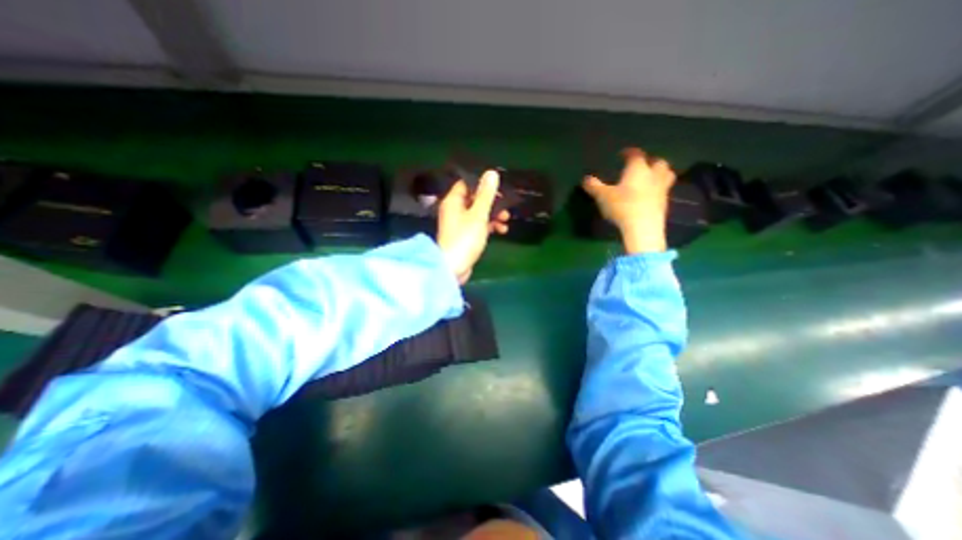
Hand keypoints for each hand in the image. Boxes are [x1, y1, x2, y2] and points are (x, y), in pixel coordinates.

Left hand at [438, 171, 509, 283]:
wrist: (454, 267)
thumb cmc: (464, 238)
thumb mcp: (478, 214)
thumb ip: (486, 194)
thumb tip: (491, 173)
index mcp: (453, 201)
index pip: (466, 184)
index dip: (482, 185)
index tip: (498, 189)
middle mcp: (455, 210)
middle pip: (475, 199)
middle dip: (492, 202)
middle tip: (506, 206)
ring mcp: (460, 224)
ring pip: (479, 214)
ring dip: (493, 215)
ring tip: (506, 220)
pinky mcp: (465, 236)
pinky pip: (479, 226)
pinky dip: (489, 226)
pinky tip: (502, 230)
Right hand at [577, 148, 675, 255]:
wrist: (643, 227)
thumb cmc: (622, 207)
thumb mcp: (603, 196)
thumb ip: (594, 186)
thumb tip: (585, 179)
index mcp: (638, 169)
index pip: (636, 155)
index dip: (629, 152)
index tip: (623, 154)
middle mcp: (653, 175)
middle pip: (658, 163)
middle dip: (650, 162)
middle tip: (642, 166)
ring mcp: (662, 189)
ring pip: (666, 175)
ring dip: (660, 174)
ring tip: (650, 178)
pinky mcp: (664, 203)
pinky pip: (664, 191)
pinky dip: (658, 189)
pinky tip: (649, 196)